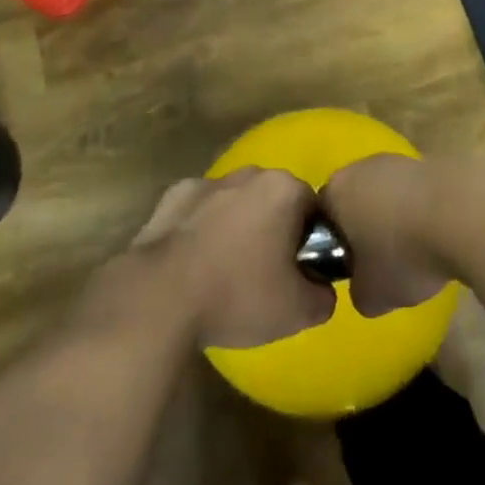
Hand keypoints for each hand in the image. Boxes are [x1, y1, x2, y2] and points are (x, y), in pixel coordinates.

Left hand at [131, 169, 334, 348]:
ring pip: (236, 203)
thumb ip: (324, 296)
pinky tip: (194, 263)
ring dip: (237, 228)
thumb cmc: (238, 295)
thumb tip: (321, 289)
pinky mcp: (173, 195)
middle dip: (274, 230)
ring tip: (225, 273)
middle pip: (274, 201)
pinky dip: (202, 229)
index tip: (298, 273)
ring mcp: (208, 181)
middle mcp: (249, 173)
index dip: (310, 242)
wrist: (160, 297)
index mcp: (284, 189)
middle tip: (265, 275)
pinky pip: (200, 211)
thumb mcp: (298, 311)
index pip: (313, 209)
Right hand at [319, 155, 452, 317]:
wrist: (464, 215)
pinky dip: (425, 211)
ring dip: (398, 218)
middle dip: (367, 228)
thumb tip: (366, 286)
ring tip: (419, 251)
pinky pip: (419, 193)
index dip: (335, 245)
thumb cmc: (403, 254)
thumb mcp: (371, 296)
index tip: (353, 269)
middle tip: (384, 262)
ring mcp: (400, 160)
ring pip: (389, 194)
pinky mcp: (433, 162)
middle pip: (356, 200)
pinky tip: (442, 236)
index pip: (322, 218)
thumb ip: (358, 292)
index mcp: (336, 191)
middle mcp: (362, 166)